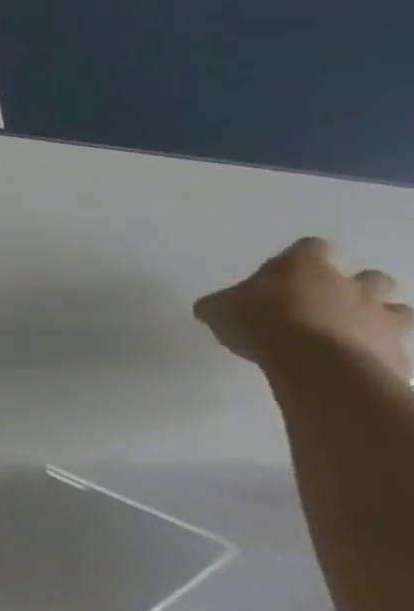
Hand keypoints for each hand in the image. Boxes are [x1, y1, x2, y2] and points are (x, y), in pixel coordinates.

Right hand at [194, 237, 413, 378]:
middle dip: (353, 288)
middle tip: (323, 305)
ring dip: (375, 317)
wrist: (316, 364)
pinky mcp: (397, 350)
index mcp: (303, 266)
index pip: (311, 246)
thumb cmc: (259, 323)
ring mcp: (381, 317)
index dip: (301, 258)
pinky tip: (352, 362)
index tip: (284, 275)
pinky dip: (377, 351)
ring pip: (396, 309)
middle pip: (369, 276)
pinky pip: (394, 346)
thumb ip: (222, 304)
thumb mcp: (216, 310)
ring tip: (346, 333)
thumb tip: (217, 308)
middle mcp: (349, 284)